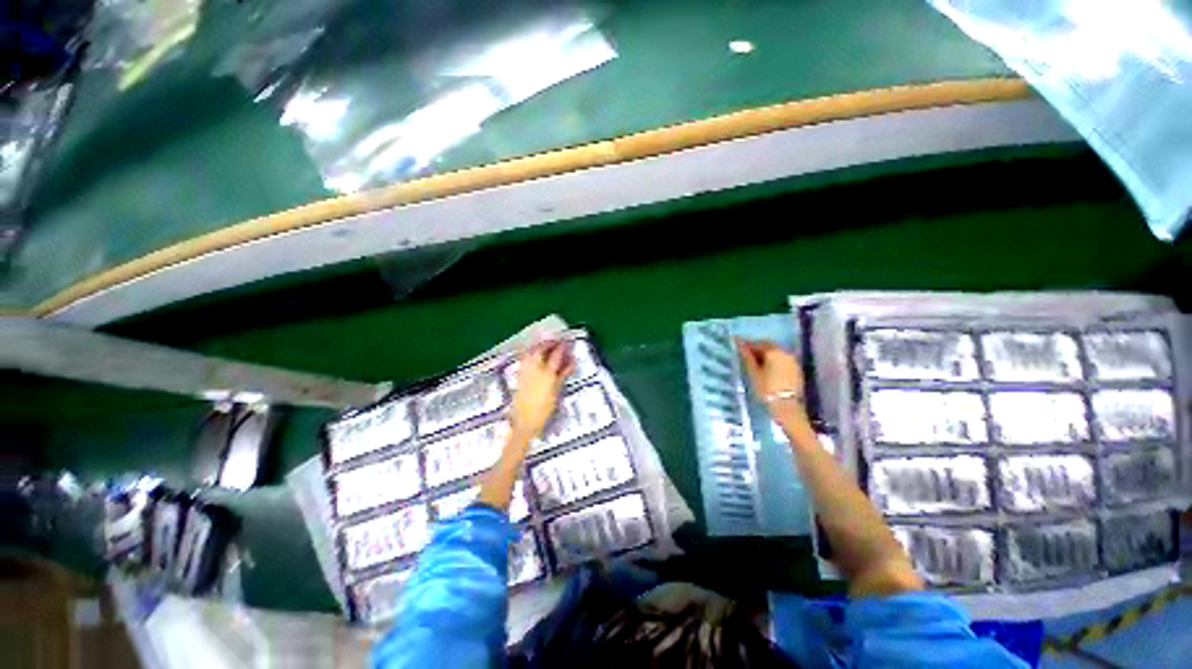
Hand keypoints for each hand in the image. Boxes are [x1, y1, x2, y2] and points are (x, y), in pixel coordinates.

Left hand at [509, 340, 573, 439]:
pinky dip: (529, 352)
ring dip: (538, 345)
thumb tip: (570, 362)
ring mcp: (525, 372)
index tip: (567, 341)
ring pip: (530, 352)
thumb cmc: (544, 409)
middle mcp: (535, 370)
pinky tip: (532, 353)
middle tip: (556, 340)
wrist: (525, 422)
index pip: (556, 355)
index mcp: (547, 374)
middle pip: (541, 350)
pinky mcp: (519, 376)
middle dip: (549, 342)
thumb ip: (563, 375)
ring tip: (545, 343)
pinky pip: (524, 358)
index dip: (562, 347)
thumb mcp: (557, 391)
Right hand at [735, 338, 808, 424]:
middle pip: (769, 346)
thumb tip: (739, 343)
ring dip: (766, 355)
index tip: (738, 348)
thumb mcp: (753, 372)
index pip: (757, 344)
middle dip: (757, 348)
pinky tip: (768, 369)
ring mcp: (792, 360)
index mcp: (773, 351)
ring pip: (776, 353)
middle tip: (747, 355)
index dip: (747, 345)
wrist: (786, 406)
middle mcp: (785, 352)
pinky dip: (774, 361)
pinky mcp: (796, 369)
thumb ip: (746, 356)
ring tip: (756, 363)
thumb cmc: (766, 388)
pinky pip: (782, 359)